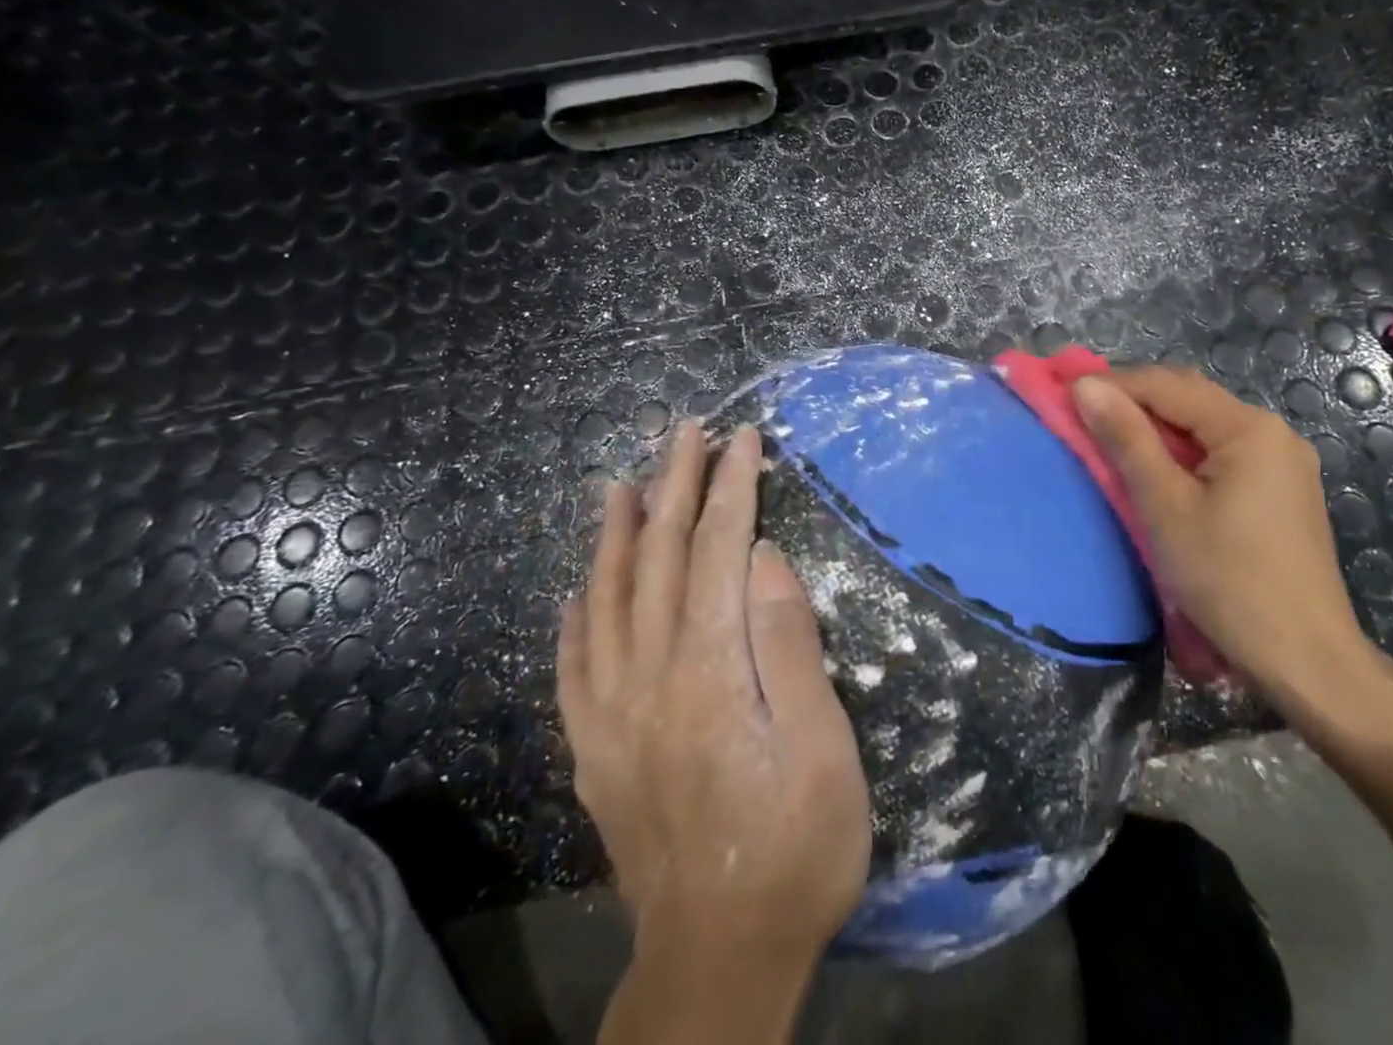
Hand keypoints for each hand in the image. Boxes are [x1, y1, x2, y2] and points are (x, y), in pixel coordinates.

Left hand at [557, 422, 871, 966]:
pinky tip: (574, 588)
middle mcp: (648, 677)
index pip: (717, 550)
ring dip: (615, 534)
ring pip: (605, 599)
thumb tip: (762, 559)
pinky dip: (574, 615)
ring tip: (618, 484)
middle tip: (683, 431)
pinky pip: (572, 665)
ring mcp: (610, 715)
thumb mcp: (820, 748)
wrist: (718, 962)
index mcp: (708, 670)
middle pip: (658, 557)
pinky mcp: (594, 750)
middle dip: (673, 485)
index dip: (731, 487)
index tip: (742, 437)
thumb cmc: (795, 848)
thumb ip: (788, 645)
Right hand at [1072, 367, 1382, 716]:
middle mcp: (1273, 432)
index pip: (1168, 385)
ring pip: (1204, 427)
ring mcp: (1283, 462)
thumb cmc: (1228, 579)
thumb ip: (1126, 439)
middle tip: (1082, 416)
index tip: (1064, 393)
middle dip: (1134, 403)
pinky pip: (1222, 453)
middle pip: (1190, 400)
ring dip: (1156, 429)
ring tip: (1110, 442)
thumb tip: (1086, 386)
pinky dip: (1183, 454)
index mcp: (1249, 428)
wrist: (1306, 661)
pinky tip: (1158, 472)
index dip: (1113, 385)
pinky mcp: (1283, 491)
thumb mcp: (1165, 506)